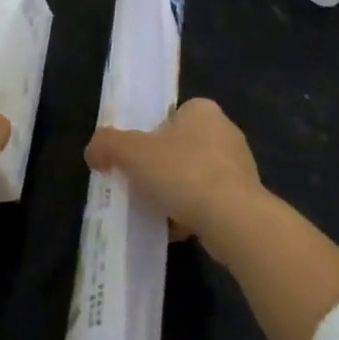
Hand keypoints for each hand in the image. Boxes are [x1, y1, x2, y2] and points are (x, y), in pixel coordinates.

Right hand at [84, 98, 263, 253]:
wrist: (233, 220)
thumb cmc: (183, 173)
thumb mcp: (133, 153)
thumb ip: (108, 144)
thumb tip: (93, 151)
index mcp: (202, 110)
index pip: (171, 116)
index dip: (150, 136)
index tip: (136, 159)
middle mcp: (225, 131)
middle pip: (181, 147)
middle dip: (162, 168)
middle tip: (141, 186)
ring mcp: (239, 166)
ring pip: (195, 177)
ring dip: (177, 193)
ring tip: (155, 211)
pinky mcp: (246, 198)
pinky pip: (210, 202)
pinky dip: (192, 214)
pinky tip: (175, 229)